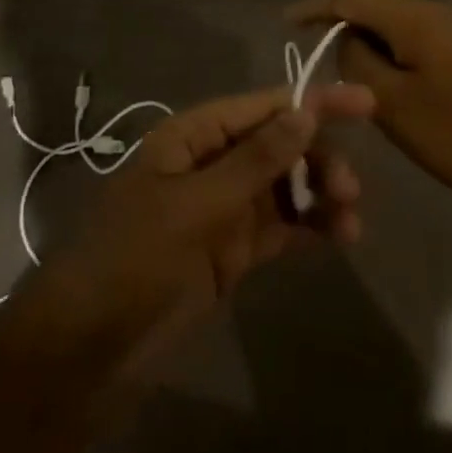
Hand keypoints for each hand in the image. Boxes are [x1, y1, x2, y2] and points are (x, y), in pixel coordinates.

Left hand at [18, 82, 374, 377]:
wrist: (87, 351)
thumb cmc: (135, 259)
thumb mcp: (197, 206)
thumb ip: (255, 161)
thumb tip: (305, 112)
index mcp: (191, 137)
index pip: (260, 107)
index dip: (311, 101)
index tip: (364, 103)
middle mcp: (209, 164)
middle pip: (277, 145)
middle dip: (317, 157)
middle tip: (351, 188)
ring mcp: (220, 210)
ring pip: (283, 187)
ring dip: (318, 194)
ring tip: (351, 220)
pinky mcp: (229, 252)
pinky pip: (279, 227)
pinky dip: (308, 227)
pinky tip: (338, 236)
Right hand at [289, 0, 451, 218]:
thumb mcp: (392, 103)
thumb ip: (357, 62)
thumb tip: (345, 41)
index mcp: (413, 18)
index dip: (315, 7)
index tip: (285, 22)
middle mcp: (433, 12)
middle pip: (372, 8)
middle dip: (340, 28)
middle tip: (315, 59)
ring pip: (393, 26)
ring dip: (367, 45)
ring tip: (345, 77)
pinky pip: (413, 40)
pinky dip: (390, 54)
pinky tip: (383, 82)